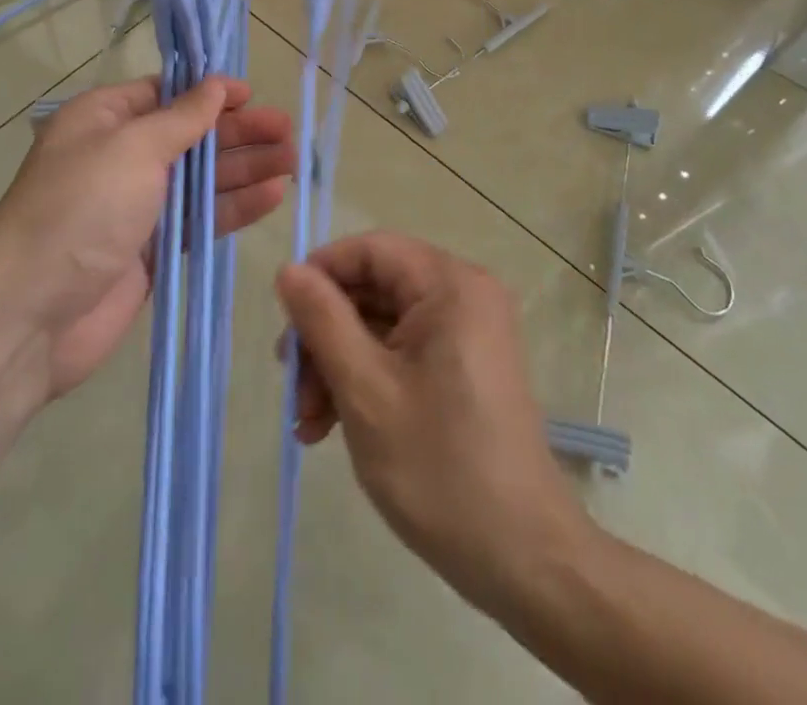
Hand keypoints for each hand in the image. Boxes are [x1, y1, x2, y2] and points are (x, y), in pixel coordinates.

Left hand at [0, 77, 293, 399]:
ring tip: (293, 162)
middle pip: (191, 137)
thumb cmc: (80, 209)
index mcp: (104, 120)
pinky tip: (273, 196)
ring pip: (202, 179)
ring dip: (246, 168)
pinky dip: (234, 206)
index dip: (210, 93)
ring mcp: (137, 206)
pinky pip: (200, 219)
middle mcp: (121, 157)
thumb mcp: (132, 148)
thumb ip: (183, 118)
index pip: (166, 95)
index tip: (253, 95)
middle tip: (287, 131)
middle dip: (239, 132)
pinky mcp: (152, 250)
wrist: (28, 313)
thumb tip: (217, 85)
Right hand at [274, 233, 586, 605]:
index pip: (371, 249)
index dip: (321, 274)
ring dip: (339, 364)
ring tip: (308, 423)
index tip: (284, 320)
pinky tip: (333, 427)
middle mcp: (464, 294)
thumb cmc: (439, 466)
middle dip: (325, 334)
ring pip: (383, 324)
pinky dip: (367, 379)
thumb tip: (289, 269)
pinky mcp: (466, 365)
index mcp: (450, 284)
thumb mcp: (365, 389)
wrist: (522, 557)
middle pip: (374, 288)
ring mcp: (468, 331)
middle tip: (292, 387)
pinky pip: (404, 351)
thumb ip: (322, 320)